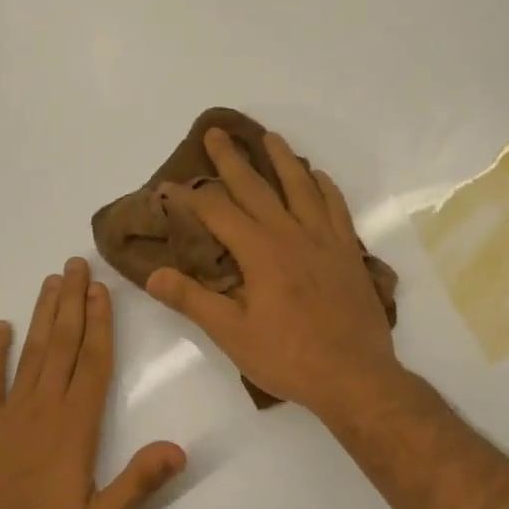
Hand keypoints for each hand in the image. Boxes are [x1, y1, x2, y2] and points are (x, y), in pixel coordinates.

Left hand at [0, 258, 185, 508]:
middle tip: (76, 264)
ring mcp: (7, 417)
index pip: (92, 363)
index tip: (101, 289)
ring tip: (51, 282)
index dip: (100, 324)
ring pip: (30, 354)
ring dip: (42, 316)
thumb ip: (138, 484)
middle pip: (62, 346)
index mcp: (75, 428)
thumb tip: (179, 449)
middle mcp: (43, 410)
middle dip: (72, 303)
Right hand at [146, 128, 406, 422]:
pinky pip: (336, 207)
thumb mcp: (232, 335)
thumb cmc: (289, 358)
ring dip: (282, 159)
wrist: (356, 377)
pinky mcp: (348, 252)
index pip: (218, 211)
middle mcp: (292, 234)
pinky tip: (318, 176)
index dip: (191, 197)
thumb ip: (193, 300)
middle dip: (232, 159)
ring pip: (301, 187)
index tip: (170, 186)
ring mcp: (325, 240)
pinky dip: (325, 186)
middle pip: (257, 187)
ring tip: (269, 137)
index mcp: (260, 252)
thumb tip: (152, 274)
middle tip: (216, 132)